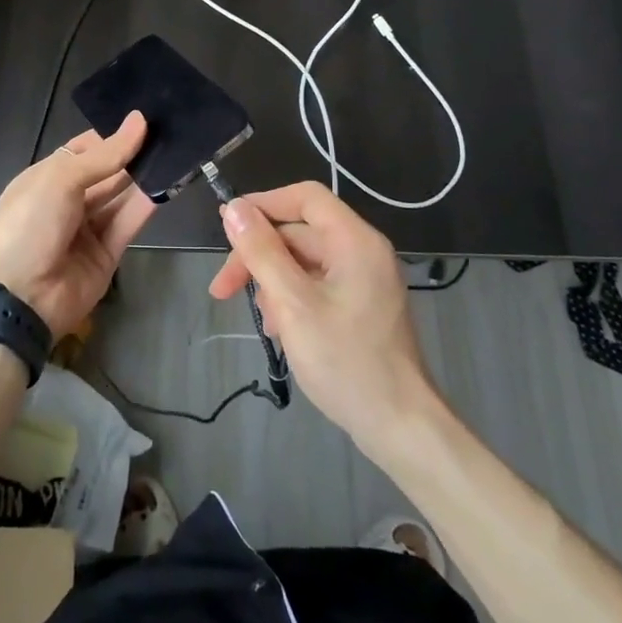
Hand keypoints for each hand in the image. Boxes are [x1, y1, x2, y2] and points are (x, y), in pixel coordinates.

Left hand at [0, 112, 154, 338]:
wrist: (20, 297)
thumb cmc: (30, 224)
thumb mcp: (61, 179)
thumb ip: (105, 154)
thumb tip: (139, 120)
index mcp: (46, 179)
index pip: (84, 150)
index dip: (111, 136)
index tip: (144, 120)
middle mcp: (68, 201)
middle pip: (106, 173)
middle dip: (132, 155)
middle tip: (169, 132)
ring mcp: (87, 229)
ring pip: (120, 197)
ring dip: (144, 177)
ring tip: (176, 151)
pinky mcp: (107, 254)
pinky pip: (129, 223)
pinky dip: (147, 205)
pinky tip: (169, 183)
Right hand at [210, 181, 437, 453]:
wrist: (398, 425)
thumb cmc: (345, 360)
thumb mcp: (293, 304)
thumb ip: (262, 252)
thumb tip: (234, 209)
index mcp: (355, 240)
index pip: (305, 197)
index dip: (264, 204)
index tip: (228, 225)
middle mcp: (362, 251)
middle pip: (300, 232)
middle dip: (259, 256)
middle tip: (223, 289)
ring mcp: (364, 279)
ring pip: (304, 262)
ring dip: (272, 282)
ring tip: (261, 320)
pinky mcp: (360, 305)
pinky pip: (316, 285)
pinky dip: (291, 298)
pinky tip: (279, 330)